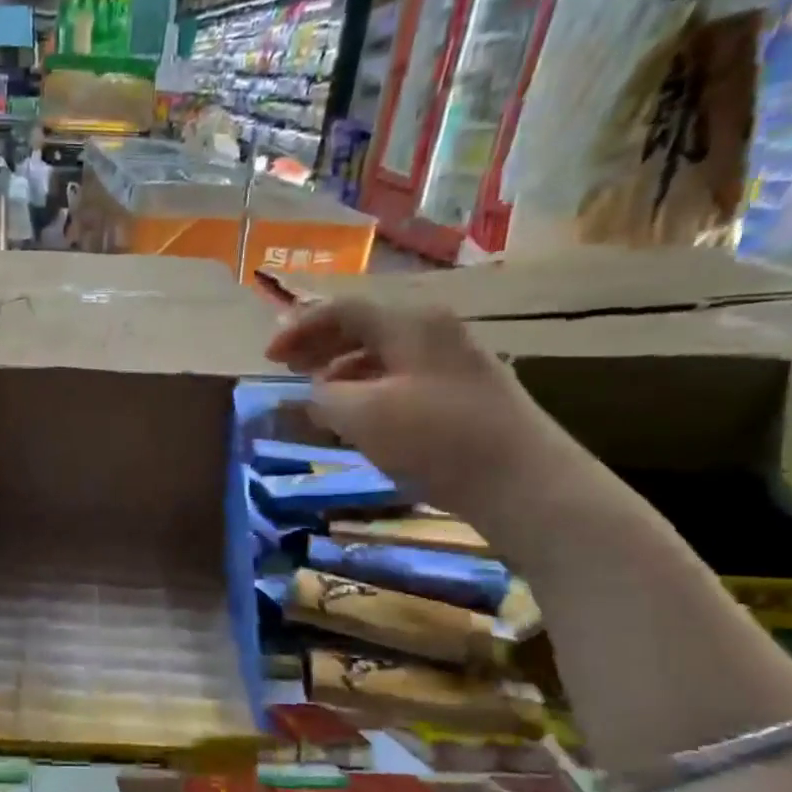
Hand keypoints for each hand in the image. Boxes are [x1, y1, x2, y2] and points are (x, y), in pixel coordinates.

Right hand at [266, 300, 616, 547]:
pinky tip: (359, 415)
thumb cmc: (435, 438)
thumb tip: (315, 393)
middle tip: (288, 368)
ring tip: (318, 392)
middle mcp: (433, 331)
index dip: (299, 329)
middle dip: (321, 345)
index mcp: (409, 323)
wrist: (521, 480)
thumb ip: (324, 397)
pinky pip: (402, 376)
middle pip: (365, 325)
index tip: (269, 358)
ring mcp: (452, 361)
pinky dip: (370, 388)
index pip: (343, 310)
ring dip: (344, 368)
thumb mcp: (361, 415)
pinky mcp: (462, 392)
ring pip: (384, 353)